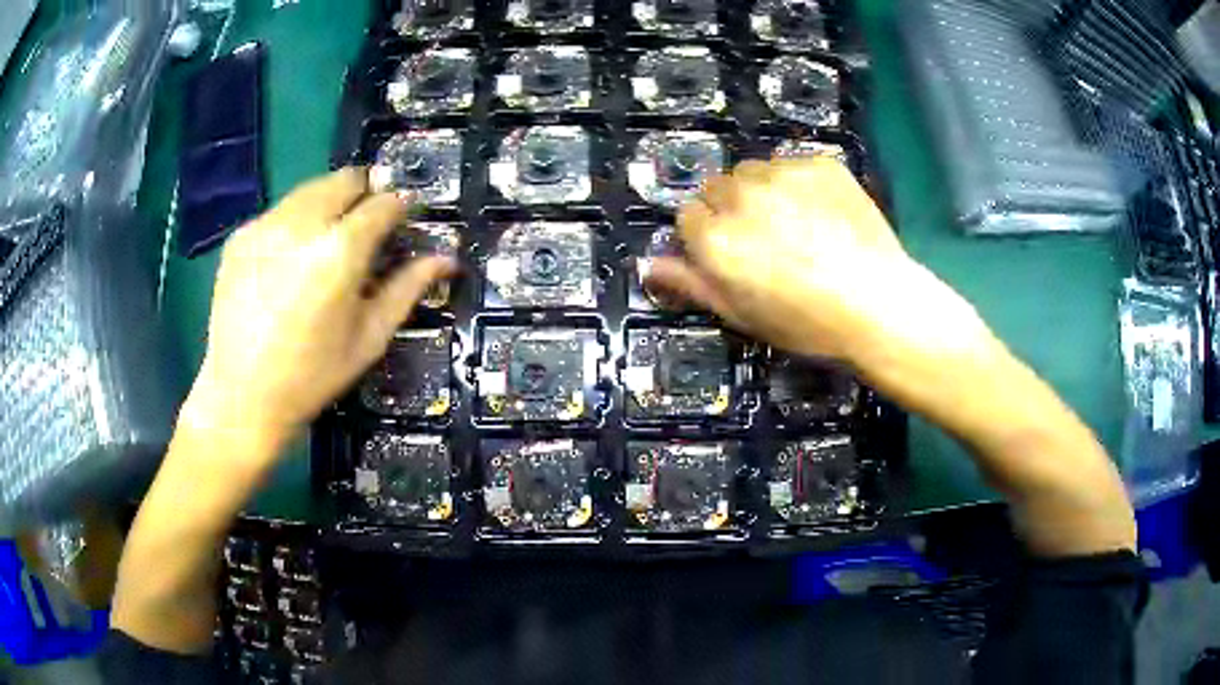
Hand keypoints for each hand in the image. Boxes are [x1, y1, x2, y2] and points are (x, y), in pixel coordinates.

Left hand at [182, 169, 456, 451]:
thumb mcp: (369, 338)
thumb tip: (447, 258)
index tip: (405, 214)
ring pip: (310, 189)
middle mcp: (301, 224)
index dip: (400, 204)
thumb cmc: (312, 375)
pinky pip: (279, 212)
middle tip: (367, 221)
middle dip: (364, 191)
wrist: (241, 396)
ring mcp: (265, 226)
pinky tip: (290, 258)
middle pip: (344, 179)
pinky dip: (295, 222)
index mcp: (340, 251)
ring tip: (328, 239)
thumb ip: (408, 288)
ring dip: (329, 202)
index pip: (383, 202)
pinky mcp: (241, 236)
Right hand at [645, 157, 998, 393]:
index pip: (687, 216)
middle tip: (767, 240)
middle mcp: (741, 195)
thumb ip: (692, 285)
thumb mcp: (742, 315)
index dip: (708, 236)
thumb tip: (647, 266)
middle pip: (717, 187)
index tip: (734, 255)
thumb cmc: (808, 323)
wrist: (880, 304)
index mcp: (716, 238)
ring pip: (754, 171)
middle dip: (732, 208)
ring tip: (798, 224)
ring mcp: (782, 173)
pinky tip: (825, 214)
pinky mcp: (819, 163)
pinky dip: (800, 184)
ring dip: (763, 191)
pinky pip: (794, 165)